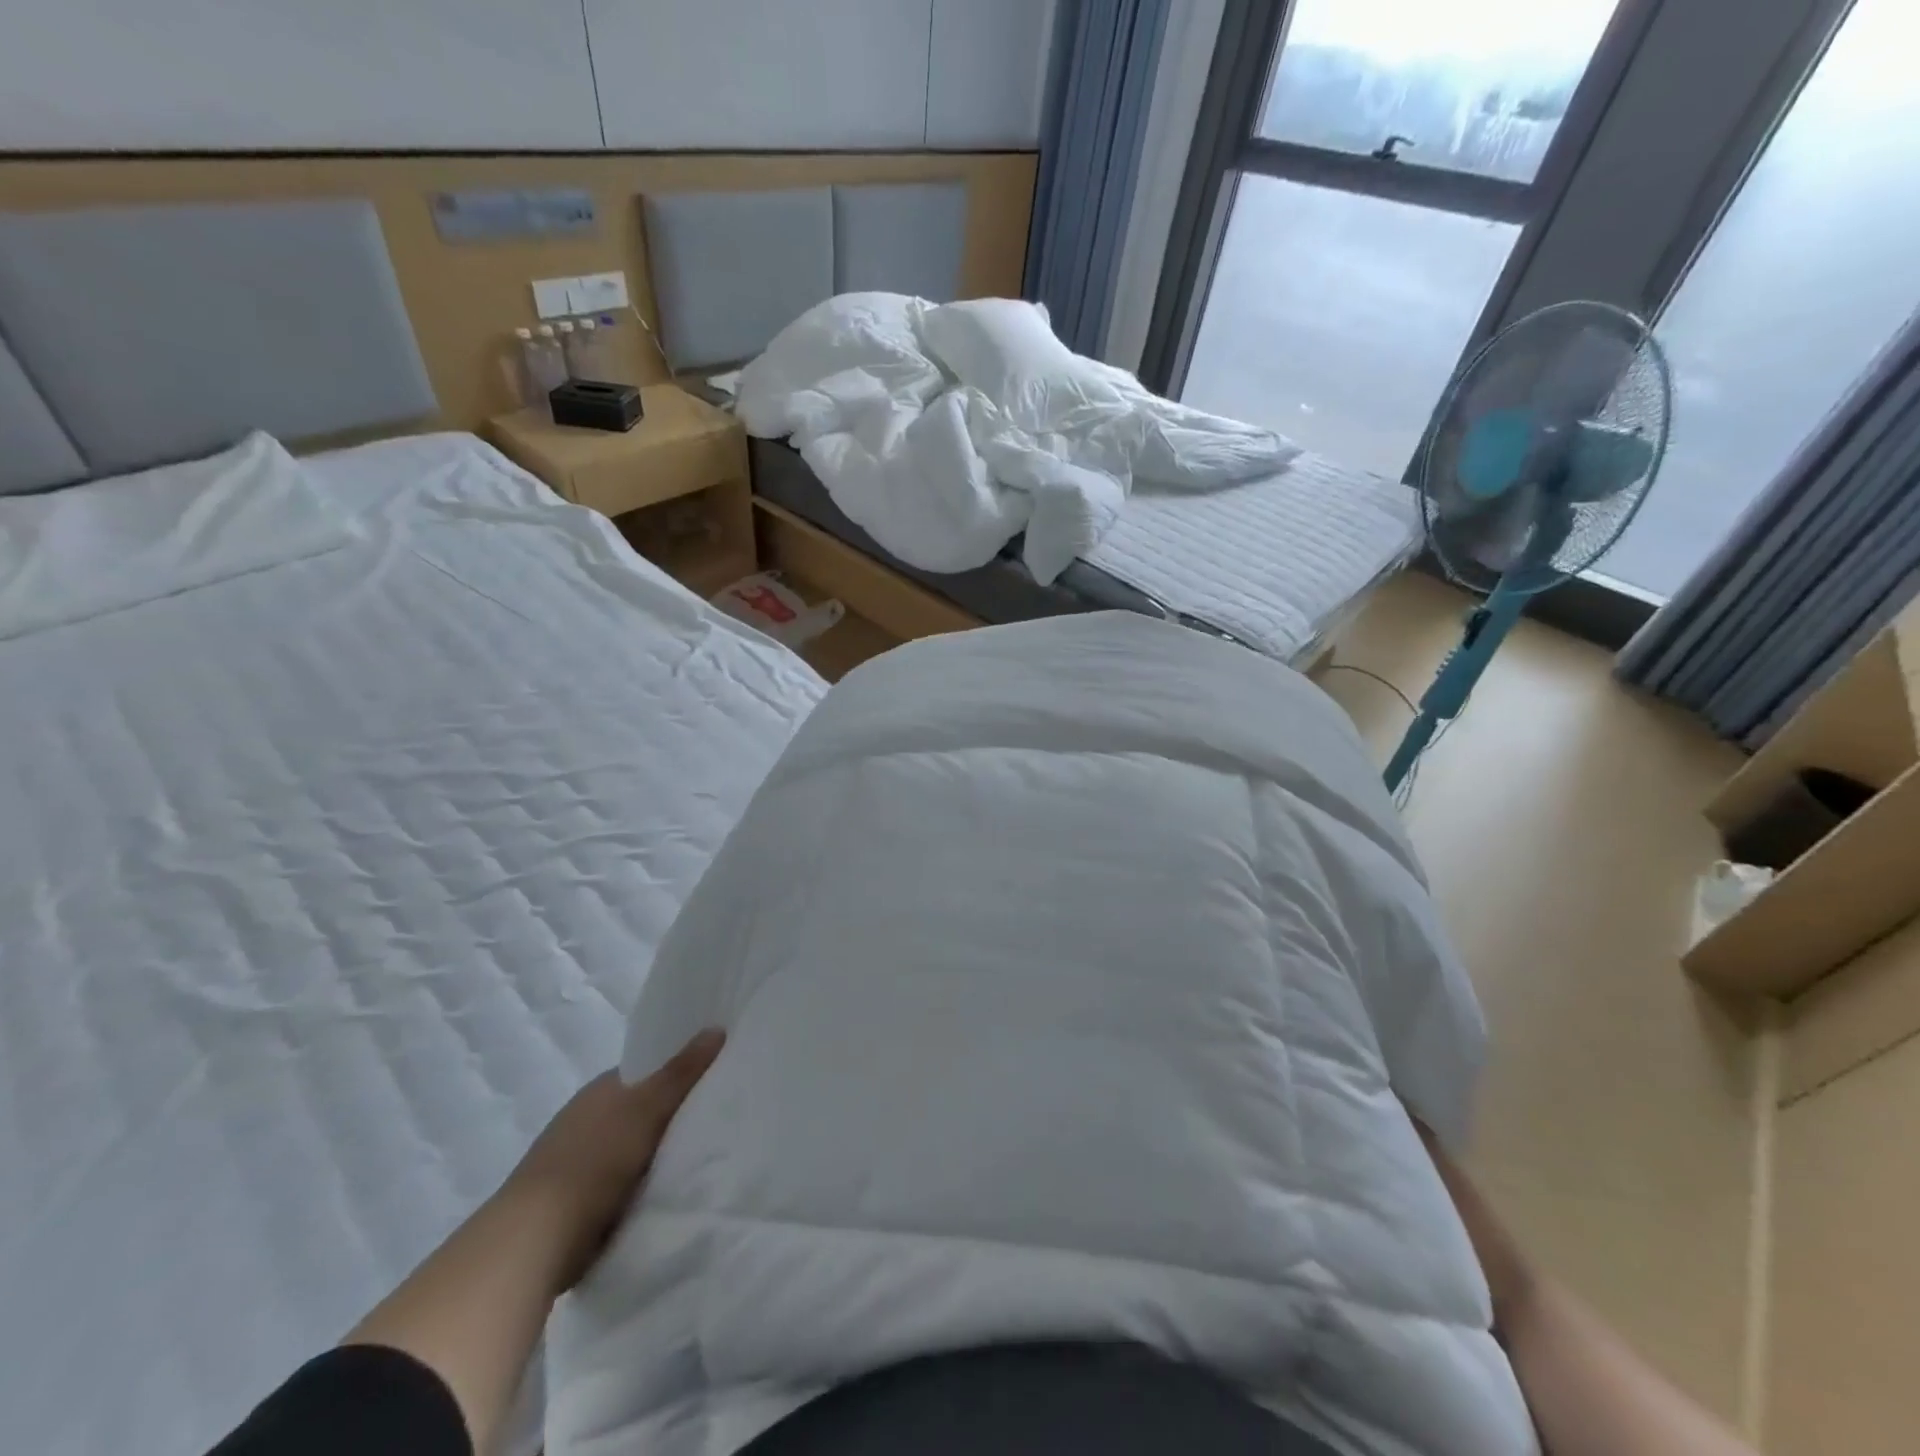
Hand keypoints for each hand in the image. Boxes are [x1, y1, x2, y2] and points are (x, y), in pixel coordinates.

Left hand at [505, 1028, 724, 1290]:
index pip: (648, 1070)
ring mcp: (579, 1161)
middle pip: (643, 1108)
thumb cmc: (593, 1160)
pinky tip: (669, 1189)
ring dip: (658, 1152)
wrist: (535, 1240)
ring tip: (704, 1154)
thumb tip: (717, 1027)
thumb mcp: (646, 1108)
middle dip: (674, 1113)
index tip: (715, 1076)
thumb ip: (682, 1071)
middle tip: (719, 1115)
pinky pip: (624, 1182)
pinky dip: (643, 1184)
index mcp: (600, 1089)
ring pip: (634, 1147)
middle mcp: (587, 1118)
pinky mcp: (577, 1201)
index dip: (679, 1071)